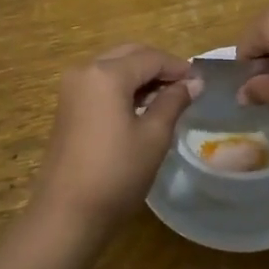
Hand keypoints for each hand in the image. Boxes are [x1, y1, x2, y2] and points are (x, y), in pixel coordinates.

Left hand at [30, 44, 199, 243]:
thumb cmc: (116, 173)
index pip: (150, 57)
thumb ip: (173, 102)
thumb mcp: (153, 136)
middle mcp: (85, 70)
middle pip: (129, 55)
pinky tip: (142, 107)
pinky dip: (123, 87)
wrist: (67, 213)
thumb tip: (193, 82)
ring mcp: (72, 88)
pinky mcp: (67, 106)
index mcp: (106, 74)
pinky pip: (101, 84)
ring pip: (114, 67)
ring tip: (168, 98)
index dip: (178, 66)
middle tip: (186, 87)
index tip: (201, 82)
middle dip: (158, 67)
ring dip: (140, 76)